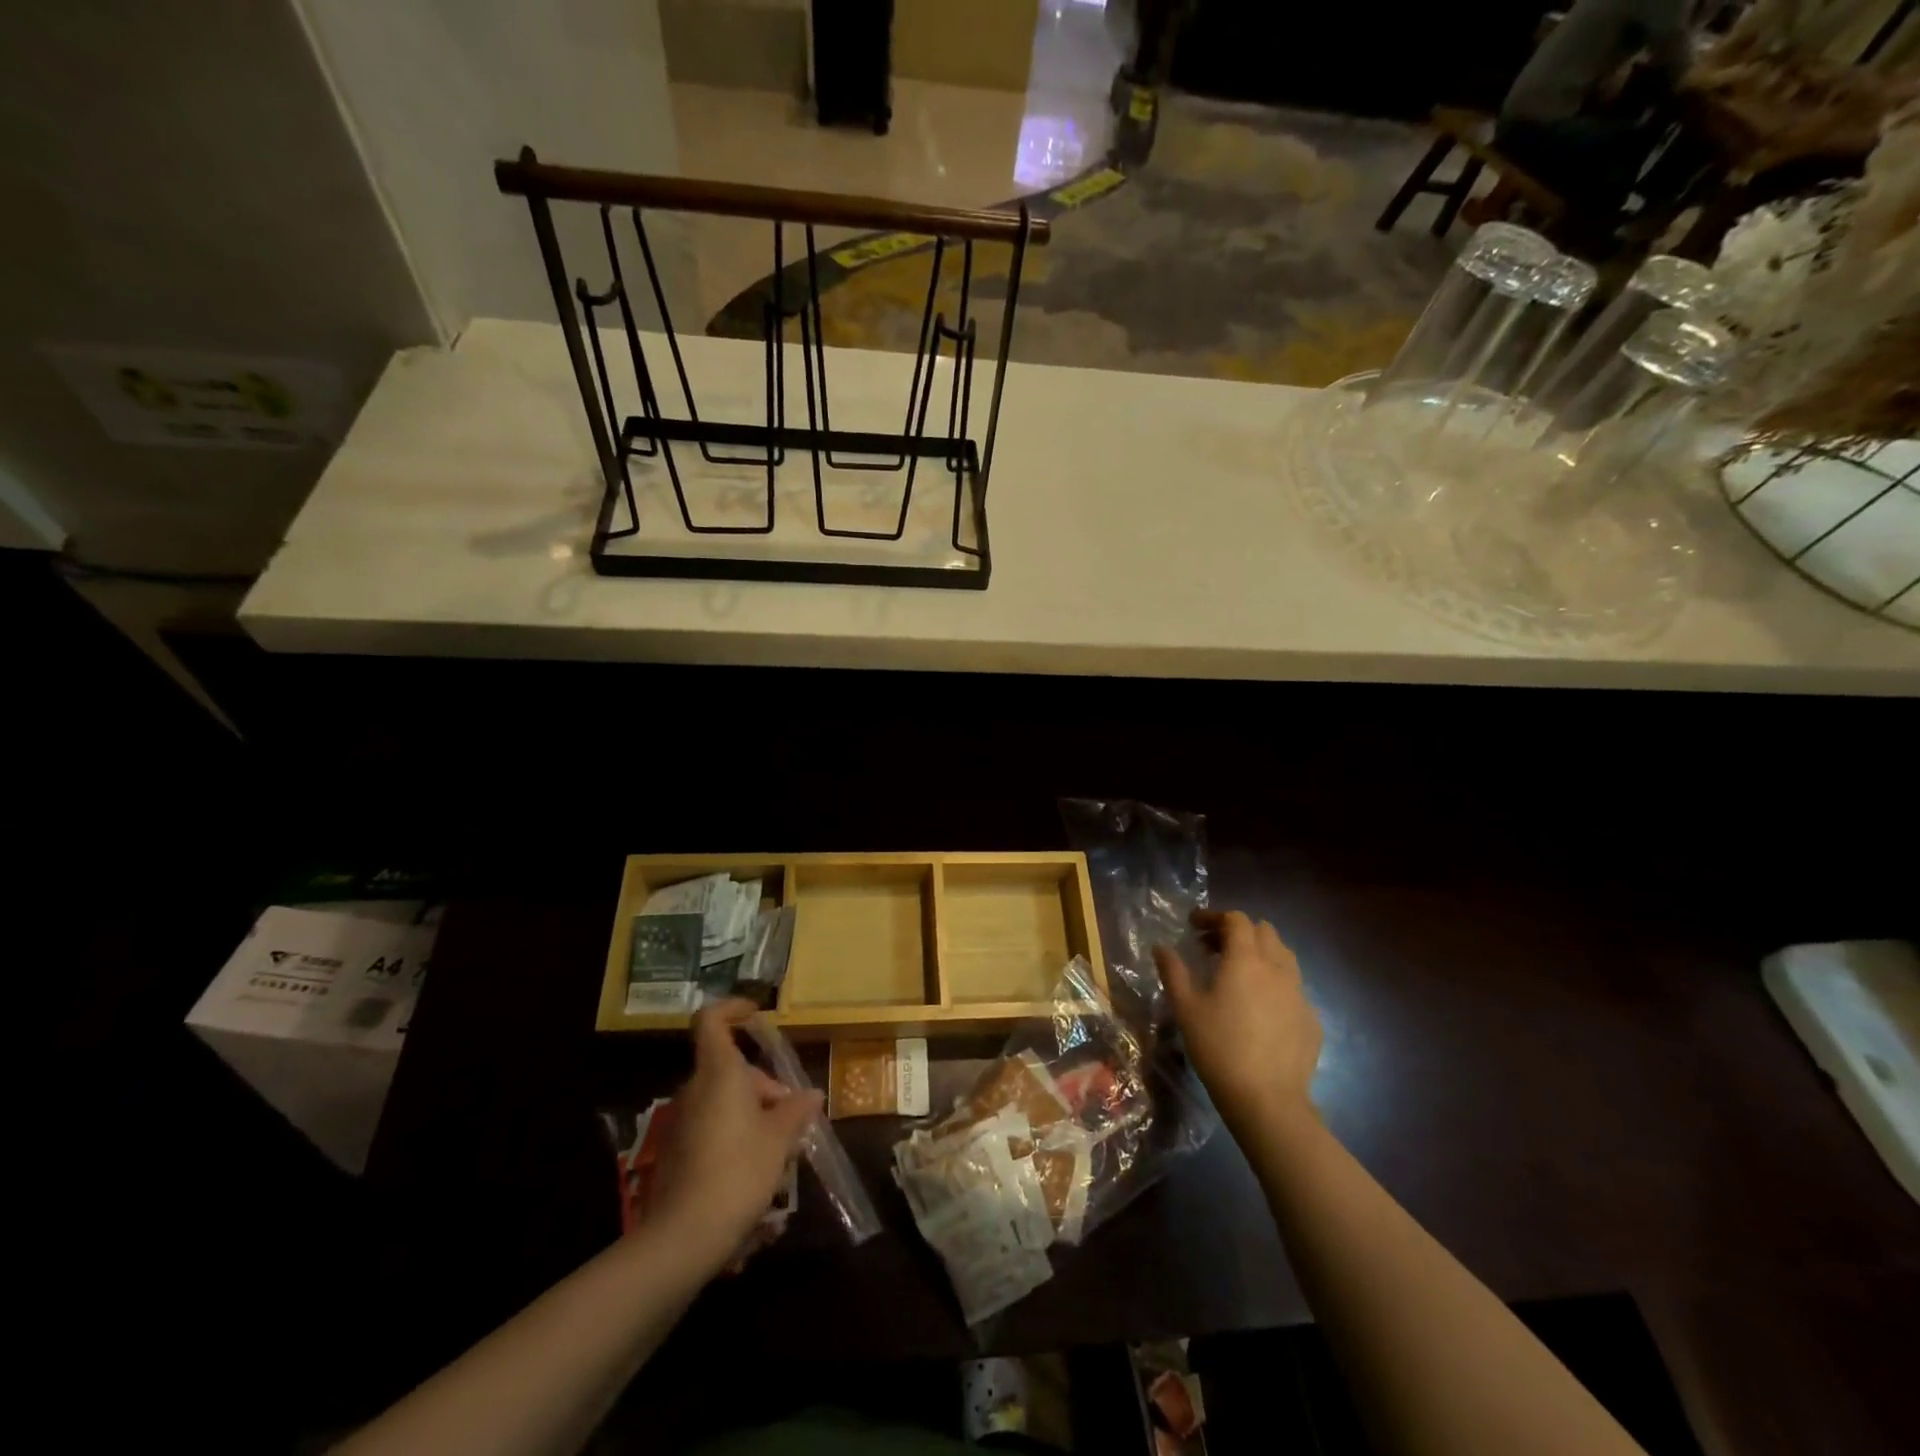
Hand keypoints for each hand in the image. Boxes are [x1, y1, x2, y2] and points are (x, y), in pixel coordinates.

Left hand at [655, 999, 821, 1265]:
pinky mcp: (677, 1153)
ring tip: (781, 1153)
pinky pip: (713, 1129)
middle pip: (731, 1070)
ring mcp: (682, 1123)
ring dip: (755, 1117)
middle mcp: (696, 1090)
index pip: (712, 1020)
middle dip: (765, 1088)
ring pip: (725, 1102)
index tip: (757, 1015)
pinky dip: (737, 1138)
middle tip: (792, 1119)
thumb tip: (812, 1095)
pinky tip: (756, 1175)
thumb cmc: (738, 1172)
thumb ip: (796, 1111)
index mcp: (719, 1073)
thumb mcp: (779, 1139)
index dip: (733, 1009)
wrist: (684, 1237)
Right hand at [1154, 910, 1320, 1132]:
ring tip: (1239, 973)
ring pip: (1284, 957)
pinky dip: (1274, 983)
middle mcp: (1277, 968)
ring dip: (1261, 953)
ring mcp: (1299, 994)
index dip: (1214, 916)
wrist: (1267, 1099)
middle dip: (1239, 931)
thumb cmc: (1218, 1047)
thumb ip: (1173, 971)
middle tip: (1214, 948)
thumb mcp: (1185, 1008)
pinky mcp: (1311, 1019)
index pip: (1236, 919)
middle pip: (1264, 931)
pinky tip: (1260, 1007)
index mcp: (1245, 959)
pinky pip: (1293, 987)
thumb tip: (1161, 947)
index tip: (1194, 926)